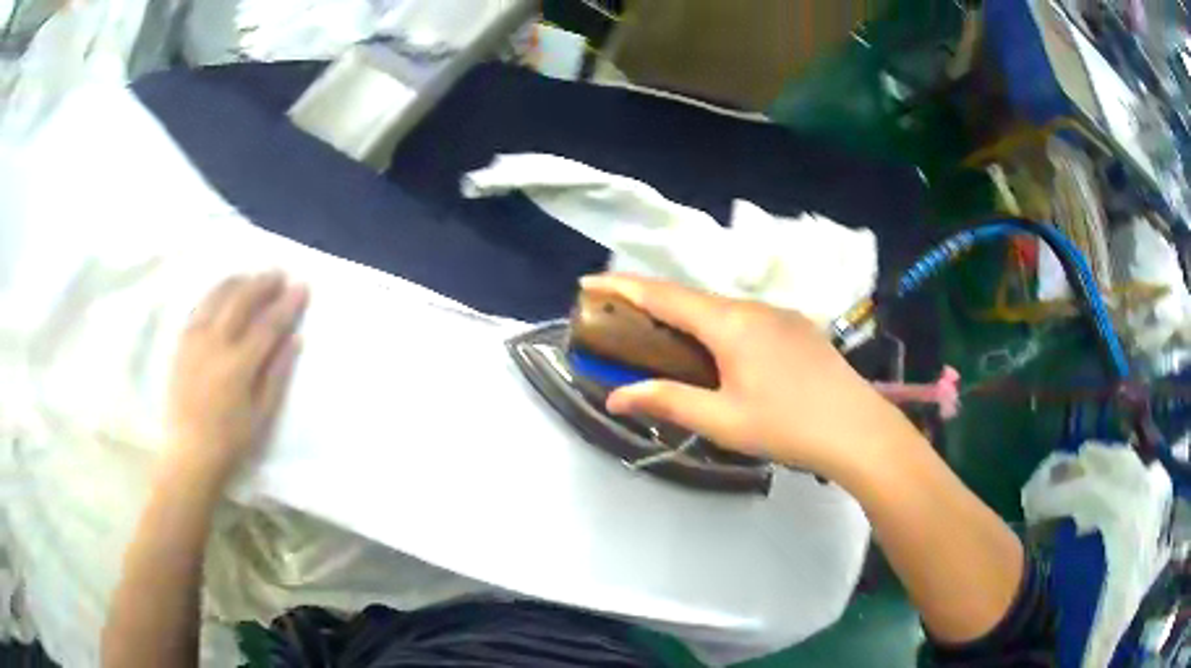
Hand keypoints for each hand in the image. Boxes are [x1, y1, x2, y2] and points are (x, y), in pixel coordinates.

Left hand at [166, 272, 308, 481]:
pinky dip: (215, 293)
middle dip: (263, 283)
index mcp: (238, 365)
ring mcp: (194, 339)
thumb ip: (277, 374)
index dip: (287, 304)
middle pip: (241, 300)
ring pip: (217, 296)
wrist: (188, 453)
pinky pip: (199, 306)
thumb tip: (295, 339)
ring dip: (238, 281)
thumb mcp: (261, 415)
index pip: (268, 324)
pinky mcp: (181, 342)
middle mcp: (215, 343)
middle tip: (279, 273)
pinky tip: (223, 293)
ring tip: (252, 277)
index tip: (302, 287)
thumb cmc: (230, 441)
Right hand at [584, 274, 920, 478]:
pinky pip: (745, 318)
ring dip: (686, 317)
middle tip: (620, 318)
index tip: (587, 283)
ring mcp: (779, 314)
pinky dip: (717, 327)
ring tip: (665, 339)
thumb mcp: (722, 420)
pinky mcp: (796, 328)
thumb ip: (667, 401)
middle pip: (691, 298)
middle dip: (651, 302)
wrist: (857, 428)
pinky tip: (719, 353)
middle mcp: (752, 307)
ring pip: (720, 308)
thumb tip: (616, 396)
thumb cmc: (786, 426)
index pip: (663, 295)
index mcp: (729, 323)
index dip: (622, 287)